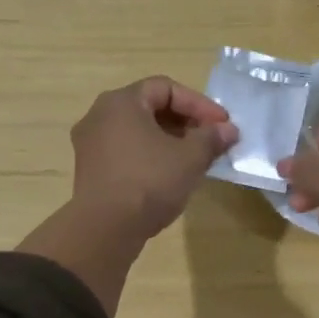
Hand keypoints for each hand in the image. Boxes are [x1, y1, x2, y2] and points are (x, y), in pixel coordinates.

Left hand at [69, 76, 237, 240]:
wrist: (105, 229)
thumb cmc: (149, 182)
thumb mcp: (190, 158)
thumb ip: (211, 138)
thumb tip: (228, 129)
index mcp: (121, 101)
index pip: (166, 88)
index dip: (199, 104)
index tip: (222, 125)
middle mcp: (99, 115)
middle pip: (150, 107)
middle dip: (185, 122)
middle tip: (210, 140)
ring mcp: (90, 143)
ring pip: (137, 131)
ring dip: (169, 140)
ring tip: (194, 159)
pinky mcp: (89, 169)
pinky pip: (125, 151)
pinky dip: (149, 155)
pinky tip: (169, 175)